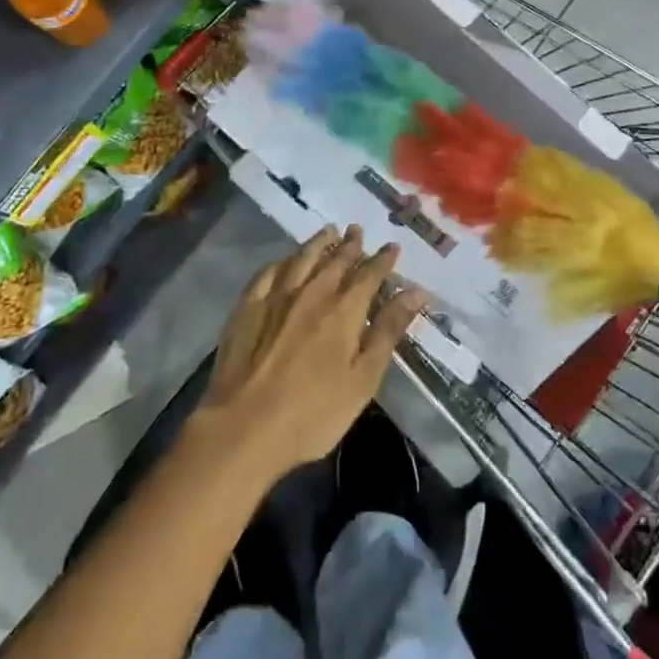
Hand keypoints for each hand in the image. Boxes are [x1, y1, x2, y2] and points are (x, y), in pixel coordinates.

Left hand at [191, 225, 425, 486]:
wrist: (243, 428)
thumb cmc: (313, 413)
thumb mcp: (363, 379)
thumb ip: (388, 331)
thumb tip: (416, 291)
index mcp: (344, 310)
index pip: (369, 274)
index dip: (382, 259)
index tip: (392, 247)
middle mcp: (312, 292)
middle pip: (335, 260)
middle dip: (351, 244)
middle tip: (357, 230)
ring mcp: (276, 297)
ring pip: (302, 258)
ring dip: (318, 243)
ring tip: (328, 231)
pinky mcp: (247, 308)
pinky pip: (268, 272)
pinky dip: (282, 261)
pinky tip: (285, 261)